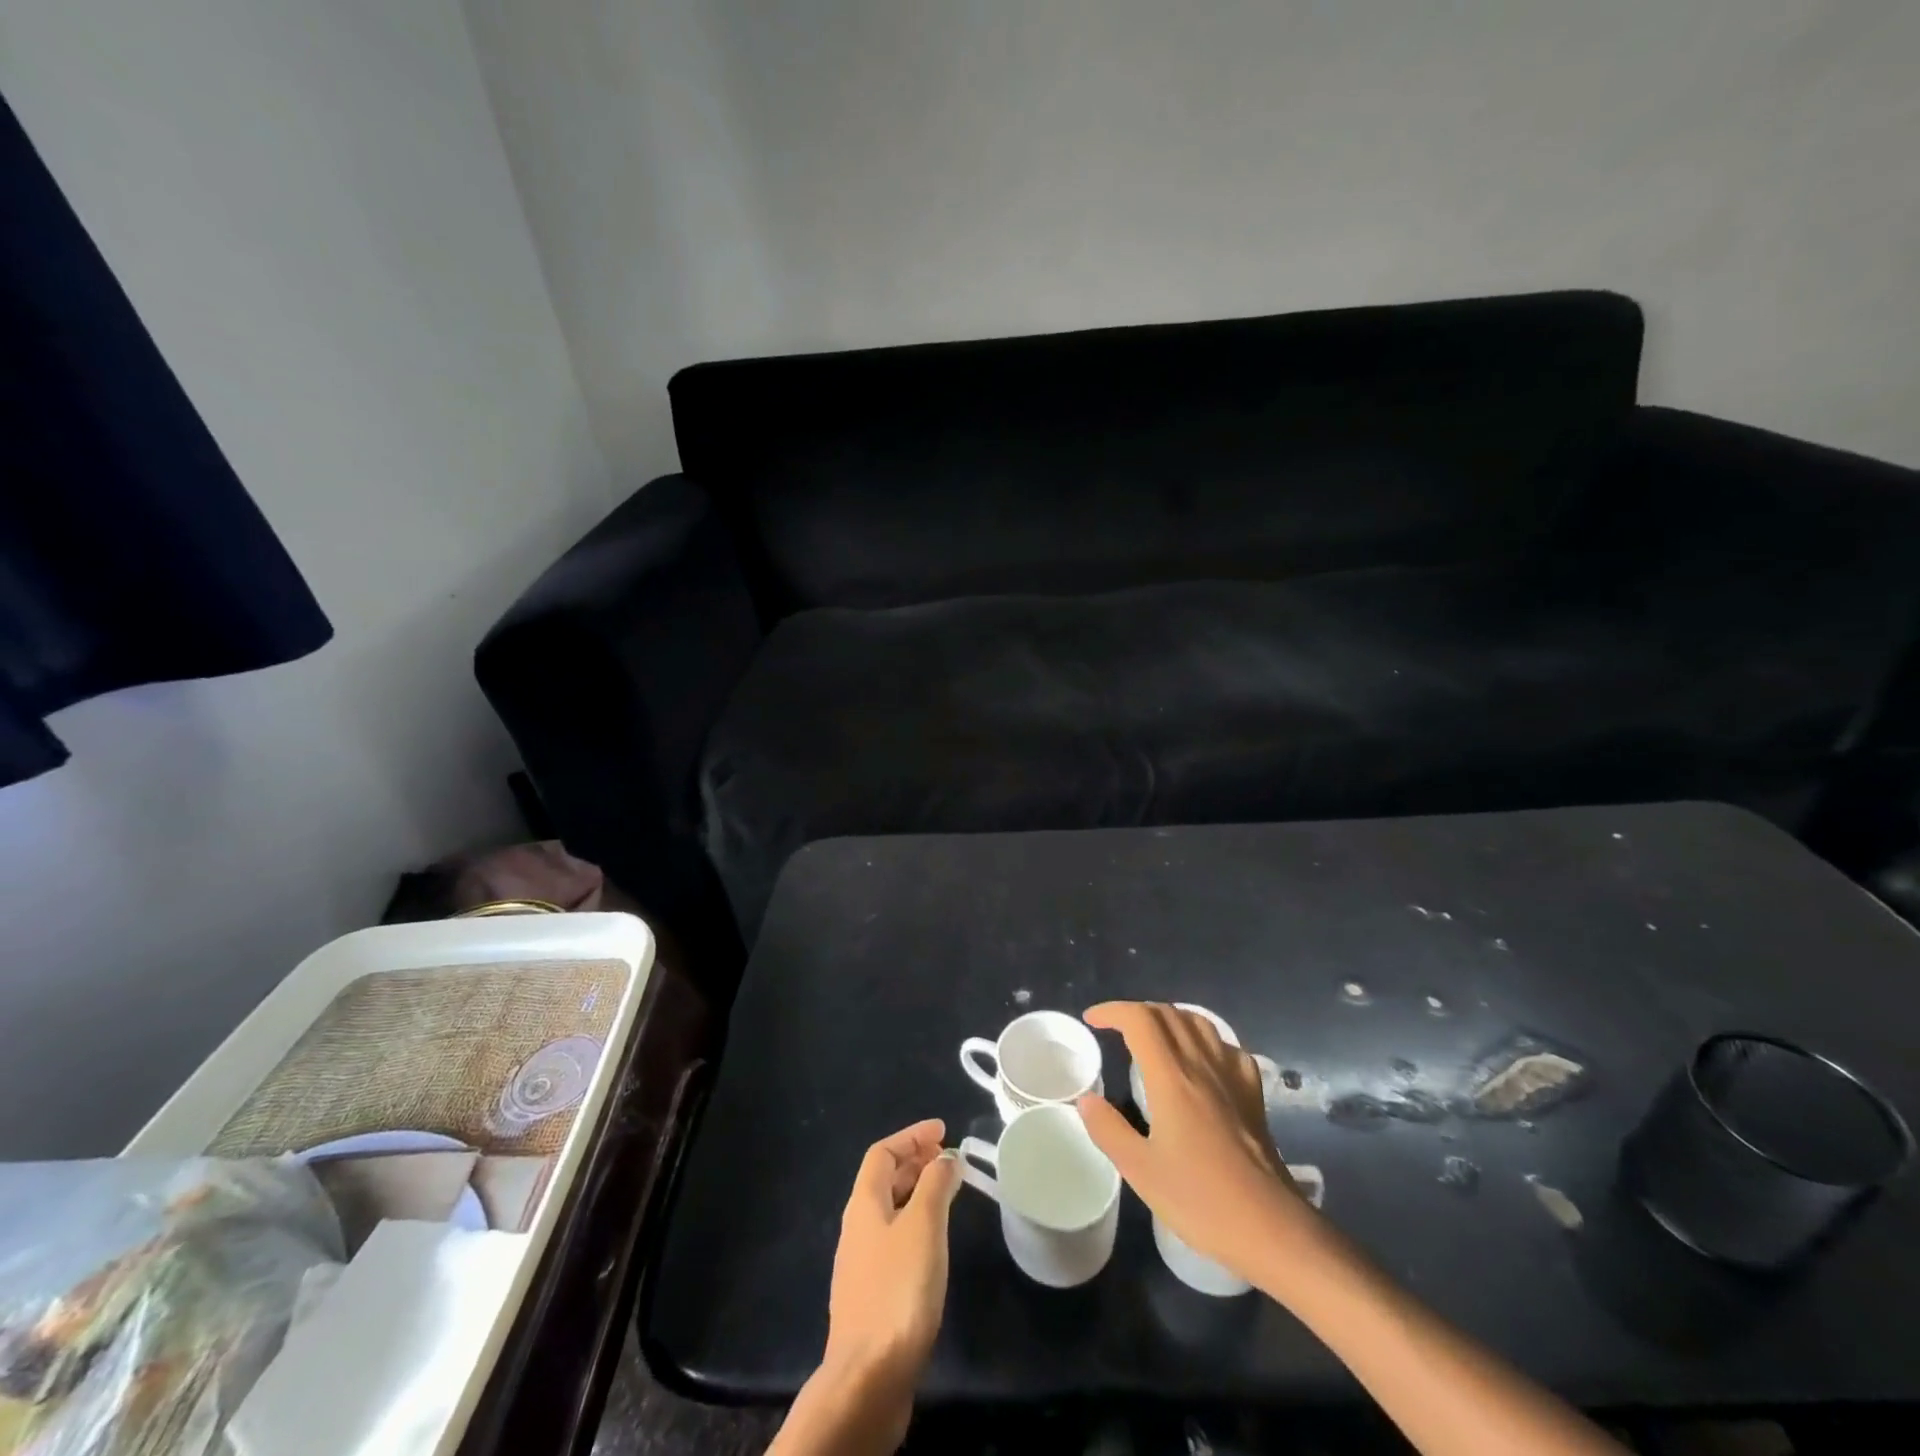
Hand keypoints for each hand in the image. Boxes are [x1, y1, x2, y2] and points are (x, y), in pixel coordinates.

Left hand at [822, 1119, 961, 1396]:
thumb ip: (935, 1185)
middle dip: (915, 1162)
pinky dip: (916, 1224)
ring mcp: (862, 1263)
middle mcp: (857, 1227)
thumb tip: (945, 1158)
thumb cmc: (898, 1289)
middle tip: (948, 1158)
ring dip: (917, 1193)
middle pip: (884, 1180)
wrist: (868, 1378)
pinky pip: (895, 1240)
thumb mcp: (923, 1226)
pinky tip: (935, 1242)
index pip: (882, 1153)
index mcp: (863, 1204)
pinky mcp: (872, 1295)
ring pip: (890, 1211)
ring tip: (948, 1192)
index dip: (911, 1136)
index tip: (942, 1130)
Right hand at [1076, 1002, 1319, 1278]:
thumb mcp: (1141, 1171)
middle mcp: (1202, 1065)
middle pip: (1168, 1014)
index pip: (1139, 1020)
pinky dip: (1204, 1040)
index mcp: (1172, 1078)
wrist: (1272, 1228)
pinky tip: (1200, 1060)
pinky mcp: (1253, 1093)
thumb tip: (1087, 1099)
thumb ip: (1108, 1129)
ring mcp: (1232, 1076)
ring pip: (1199, 1023)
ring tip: (1153, 1036)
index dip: (1112, 1011)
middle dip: (1137, 1012)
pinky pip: (1226, 1046)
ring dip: (1169, 1018)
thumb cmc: (1201, 1200)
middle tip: (1116, 1030)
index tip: (1093, 1021)